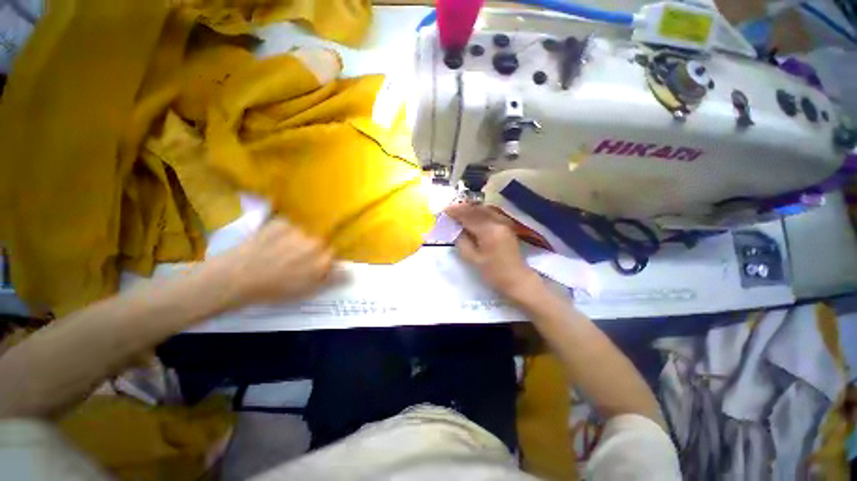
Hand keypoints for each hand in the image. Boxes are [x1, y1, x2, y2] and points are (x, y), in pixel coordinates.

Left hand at [219, 219, 334, 306]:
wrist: (235, 277)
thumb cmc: (273, 290)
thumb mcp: (306, 291)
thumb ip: (332, 279)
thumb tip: (352, 273)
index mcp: (323, 259)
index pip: (332, 255)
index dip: (321, 261)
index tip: (310, 268)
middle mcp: (315, 242)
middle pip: (319, 243)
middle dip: (309, 251)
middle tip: (291, 262)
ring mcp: (298, 230)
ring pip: (303, 235)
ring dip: (295, 242)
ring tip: (276, 253)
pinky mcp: (280, 223)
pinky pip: (287, 227)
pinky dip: (282, 233)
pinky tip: (268, 243)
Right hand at [445, 203, 543, 303]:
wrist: (516, 278)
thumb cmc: (493, 272)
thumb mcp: (472, 259)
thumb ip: (461, 241)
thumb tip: (454, 228)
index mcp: (488, 231)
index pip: (468, 216)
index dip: (455, 212)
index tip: (444, 211)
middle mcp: (497, 222)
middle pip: (476, 209)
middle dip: (462, 208)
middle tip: (450, 210)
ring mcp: (504, 222)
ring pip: (484, 209)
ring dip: (470, 209)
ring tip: (459, 212)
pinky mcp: (506, 225)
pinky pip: (490, 213)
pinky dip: (479, 212)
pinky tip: (472, 216)